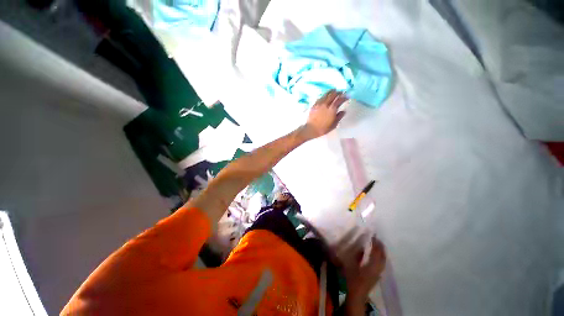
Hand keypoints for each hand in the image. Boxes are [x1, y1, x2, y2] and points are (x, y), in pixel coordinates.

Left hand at [302, 90, 346, 139]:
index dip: (344, 97)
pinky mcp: (314, 105)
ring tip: (334, 90)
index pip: (340, 100)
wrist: (310, 129)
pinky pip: (320, 98)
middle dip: (338, 92)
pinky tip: (325, 96)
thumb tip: (343, 111)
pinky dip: (324, 95)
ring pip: (326, 95)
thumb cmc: (323, 129)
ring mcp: (319, 104)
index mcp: (332, 109)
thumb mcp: (333, 125)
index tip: (347, 96)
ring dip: (331, 92)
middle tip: (341, 92)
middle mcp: (326, 104)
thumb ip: (339, 117)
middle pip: (333, 95)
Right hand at [343, 237, 386, 299]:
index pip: (376, 252)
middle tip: (378, 238)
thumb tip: (361, 247)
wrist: (357, 294)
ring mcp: (379, 273)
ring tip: (378, 245)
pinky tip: (377, 255)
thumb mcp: (352, 265)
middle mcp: (378, 268)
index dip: (376, 243)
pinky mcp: (377, 275)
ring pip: (383, 260)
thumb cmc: (353, 279)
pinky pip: (382, 263)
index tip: (374, 235)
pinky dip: (381, 257)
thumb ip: (357, 255)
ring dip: (381, 252)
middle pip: (382, 256)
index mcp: (372, 265)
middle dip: (381, 247)